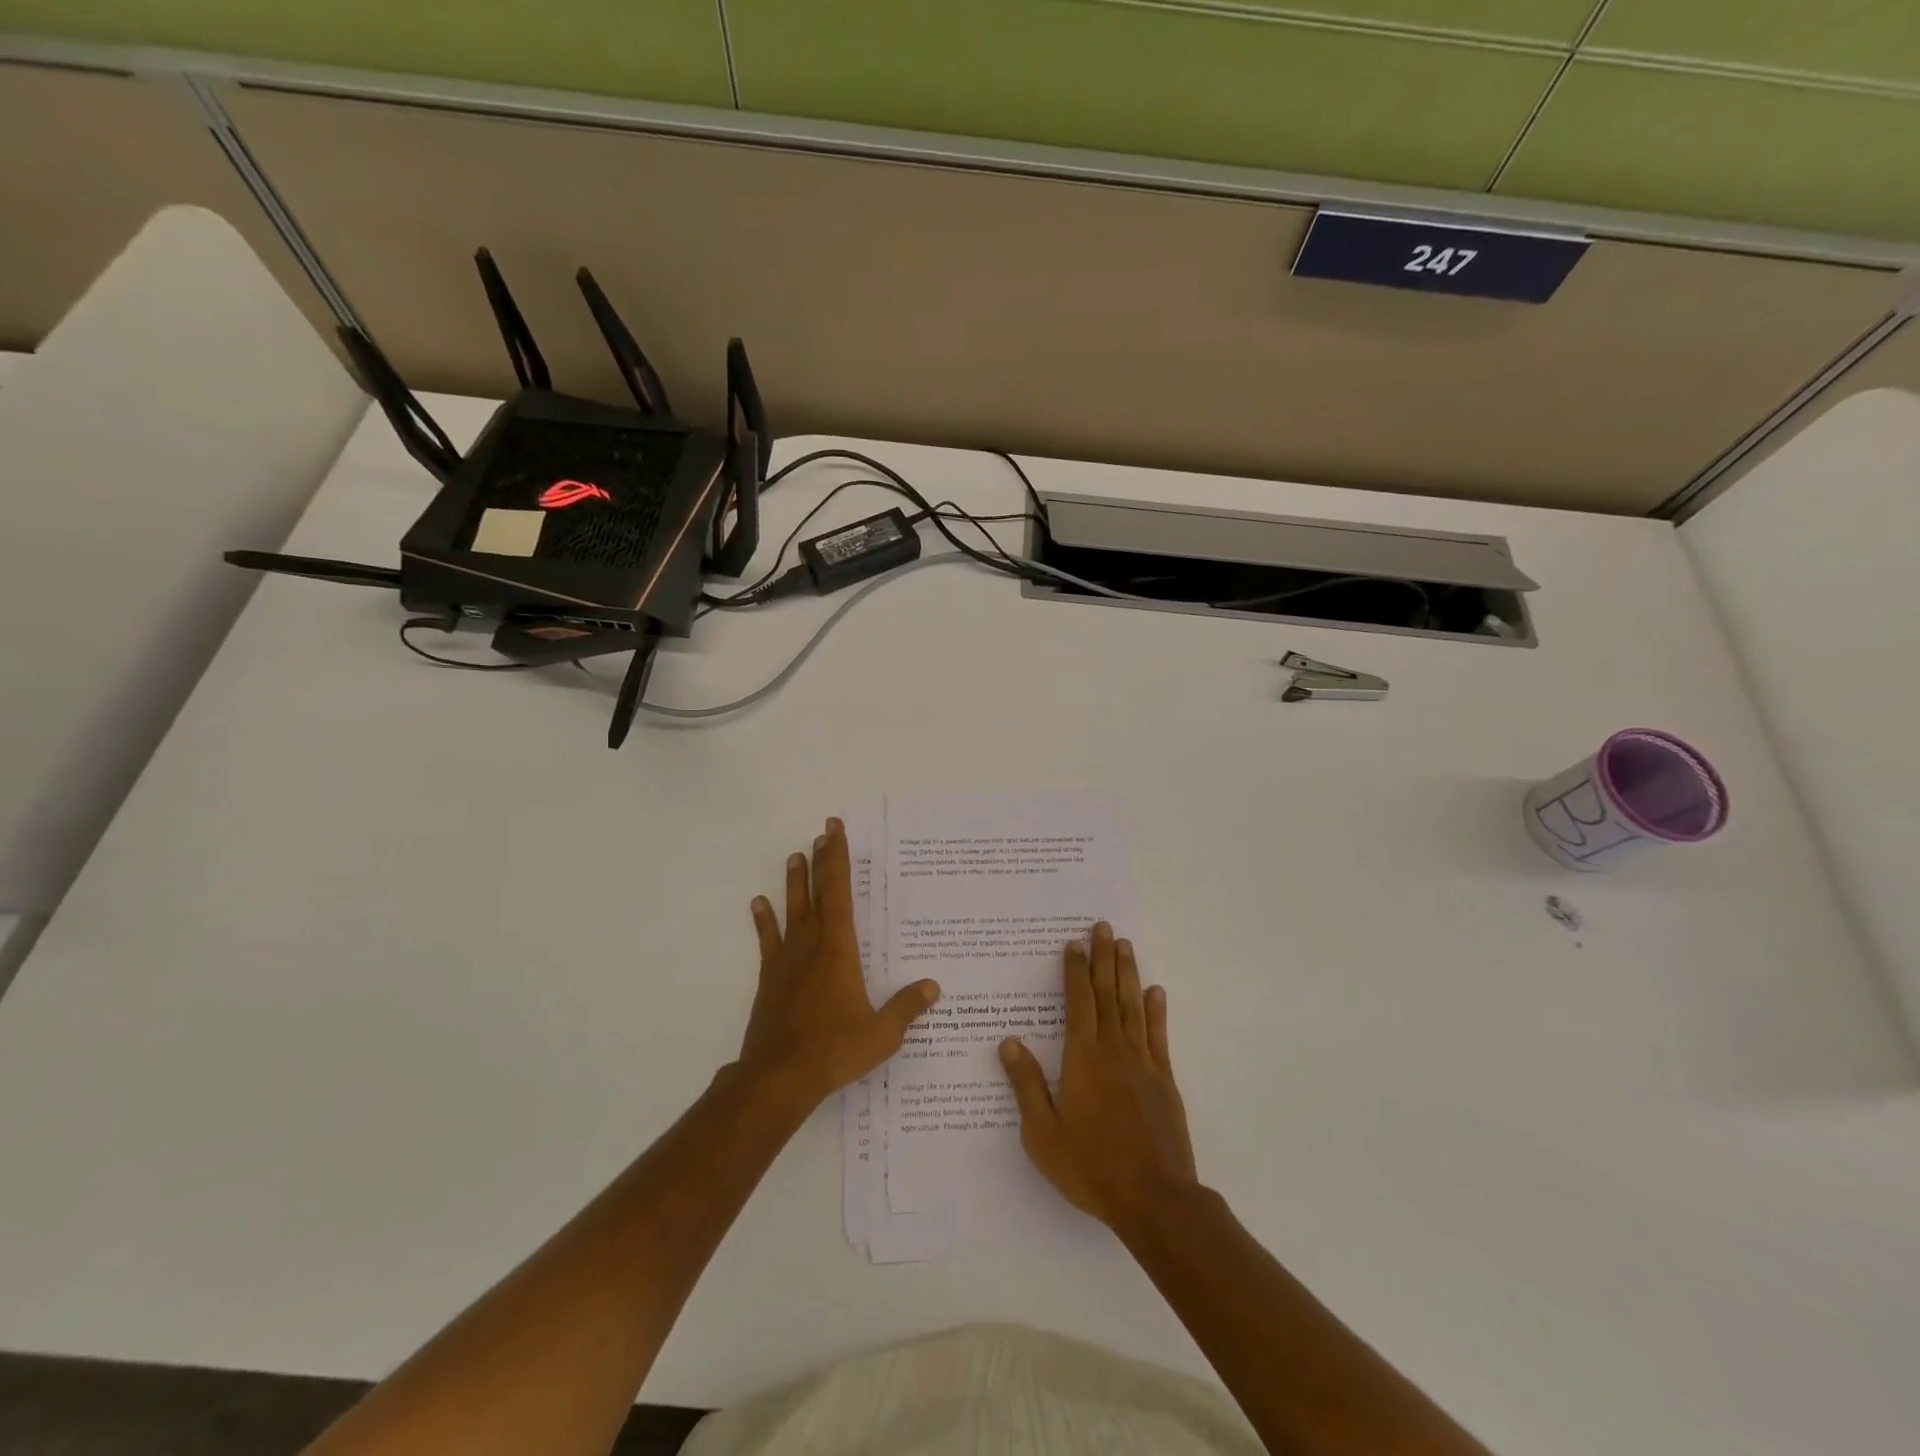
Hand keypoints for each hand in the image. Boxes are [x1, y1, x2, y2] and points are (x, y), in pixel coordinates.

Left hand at [737, 818, 940, 1110]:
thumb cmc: (834, 1050)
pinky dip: (764, 920)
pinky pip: (768, 940)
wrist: (778, 1077)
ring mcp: (787, 960)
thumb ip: (907, 1008)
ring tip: (795, 856)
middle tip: (822, 832)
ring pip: (792, 910)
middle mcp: (812, 945)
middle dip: (821, 861)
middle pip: (817, 893)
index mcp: (839, 949)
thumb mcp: (881, 1033)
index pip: (839, 893)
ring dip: (794, 882)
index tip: (834, 831)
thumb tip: (933, 987)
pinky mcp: (770, 978)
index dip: (837, 859)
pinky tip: (759, 903)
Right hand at [999, 922, 1196, 1231]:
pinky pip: (1158, 1035)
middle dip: (1103, 957)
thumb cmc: (1091, 1167)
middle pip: (1107, 993)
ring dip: (1127, 973)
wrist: (1154, 1199)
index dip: (1075, 970)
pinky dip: (1157, 1009)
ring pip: (1132, 1005)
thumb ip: (1026, 1084)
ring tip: (1125, 945)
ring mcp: (1142, 1062)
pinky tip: (1155, 991)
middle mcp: (1113, 1050)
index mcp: (1082, 1058)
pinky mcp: (1164, 1079)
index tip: (1074, 943)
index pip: (1078, 1002)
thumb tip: (1007, 1042)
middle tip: (1103, 927)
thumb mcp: (1043, 1134)